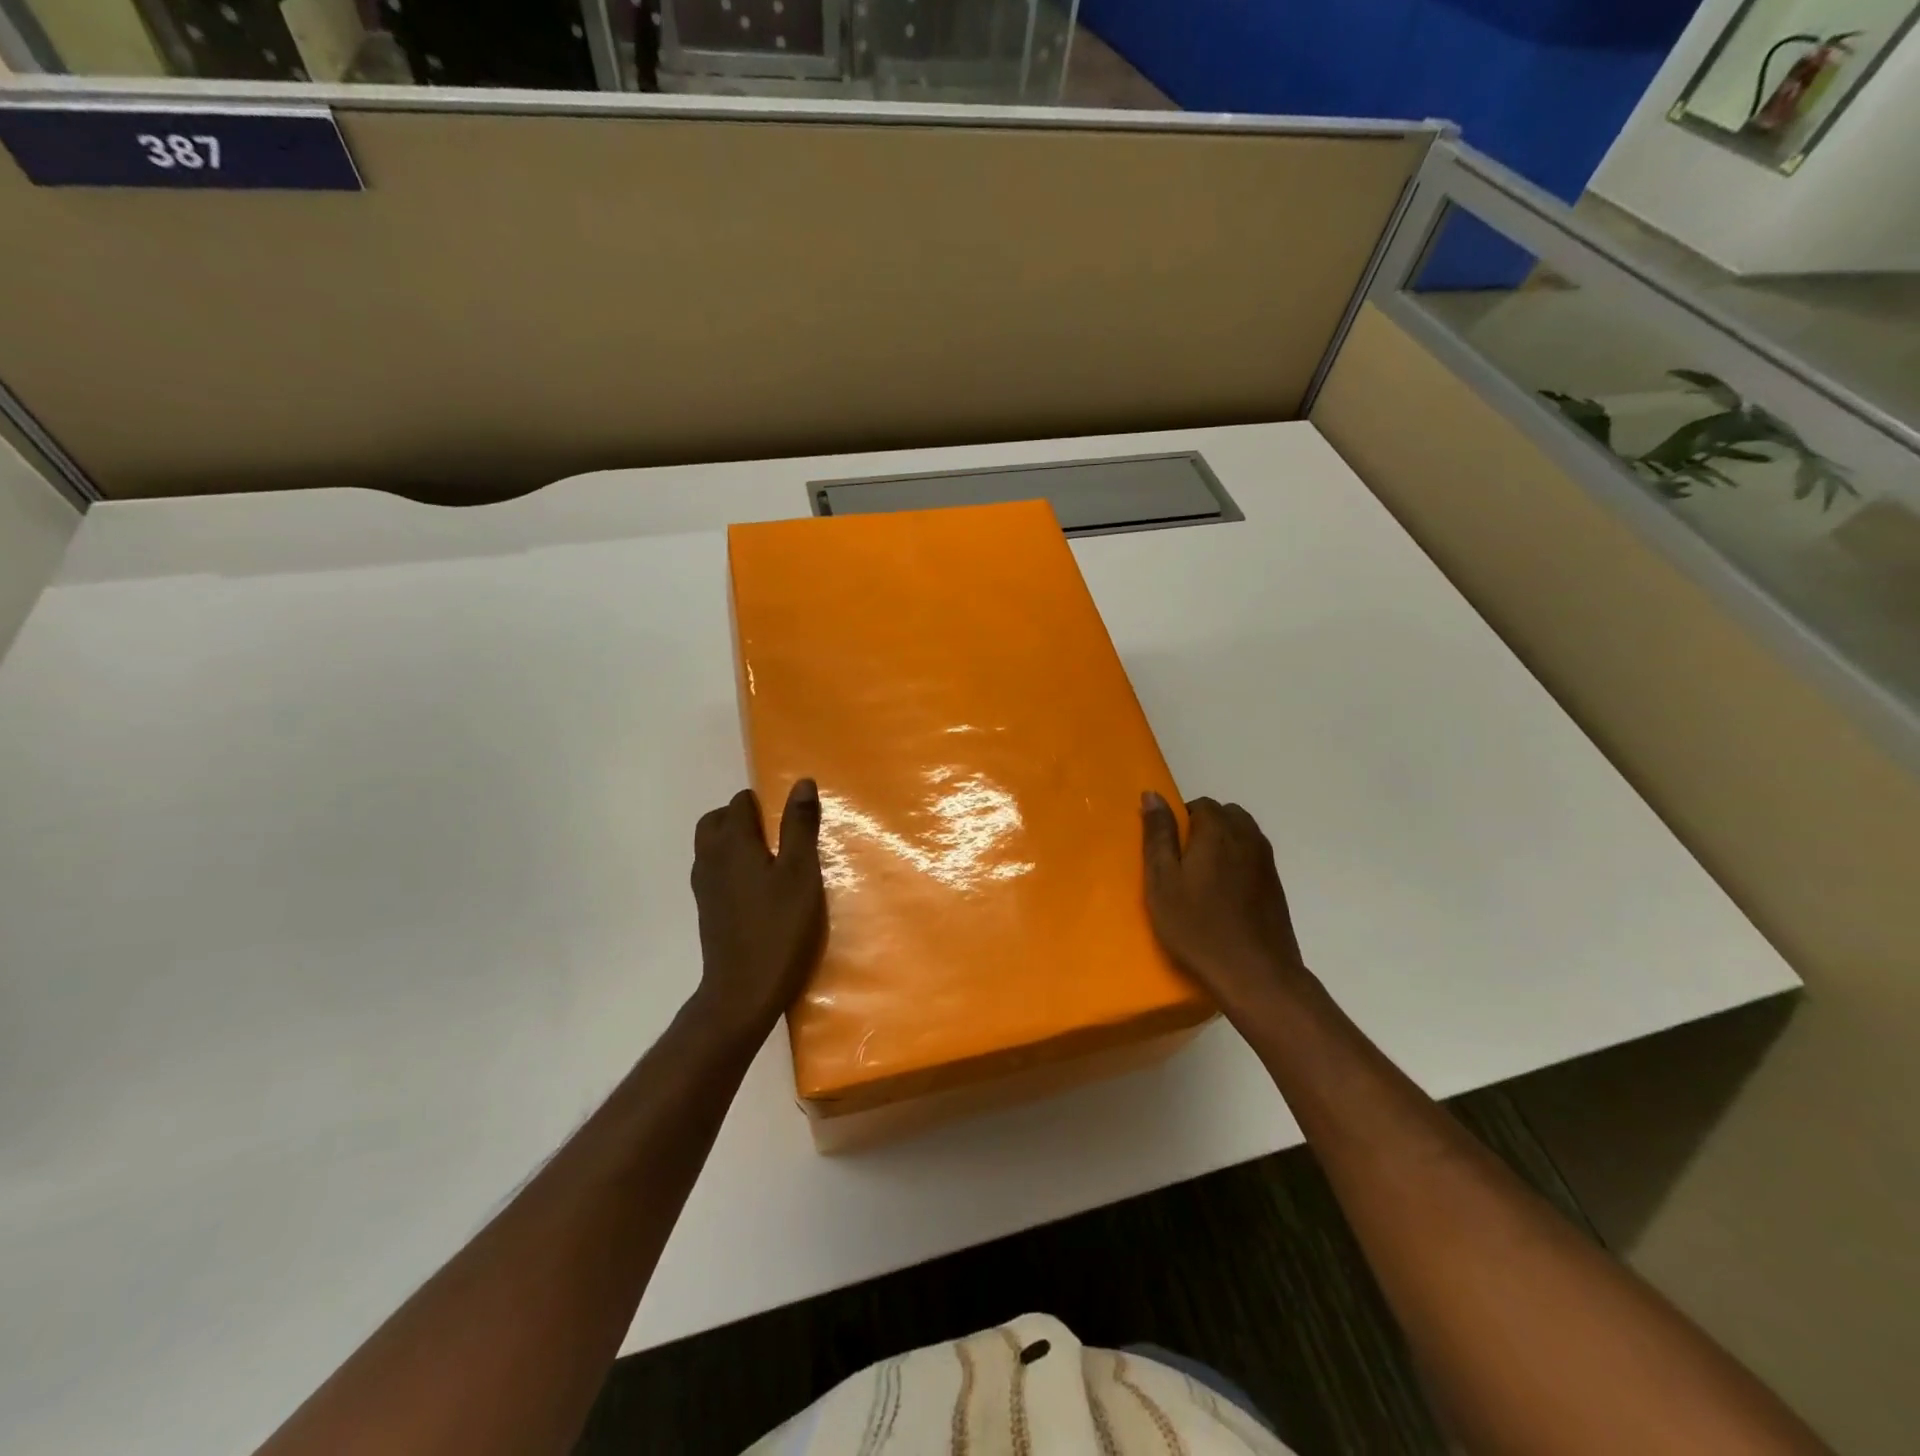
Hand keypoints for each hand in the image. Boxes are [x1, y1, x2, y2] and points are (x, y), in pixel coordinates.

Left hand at [687, 780, 826, 1042]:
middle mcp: (710, 858)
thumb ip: (800, 826)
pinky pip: (715, 872)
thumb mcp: (801, 873)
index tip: (791, 818)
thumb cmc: (778, 928)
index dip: (765, 802)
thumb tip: (801, 782)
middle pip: (716, 821)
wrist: (743, 993)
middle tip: (778, 834)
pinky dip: (732, 867)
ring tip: (771, 859)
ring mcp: (704, 887)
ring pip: (712, 847)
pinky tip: (760, 889)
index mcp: (732, 843)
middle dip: (742, 818)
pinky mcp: (707, 911)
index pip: (740, 802)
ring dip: (735, 842)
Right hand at [1141, 791, 1311, 1022]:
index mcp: (1218, 831)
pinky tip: (1224, 896)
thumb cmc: (1198, 927)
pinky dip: (1237, 863)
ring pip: (1242, 835)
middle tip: (1183, 862)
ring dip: (1223, 844)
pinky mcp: (1276, 886)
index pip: (1201, 804)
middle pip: (1225, 815)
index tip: (1167, 850)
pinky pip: (1253, 857)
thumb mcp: (1163, 881)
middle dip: (1204, 827)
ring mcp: (1266, 862)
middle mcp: (1248, 837)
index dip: (1181, 820)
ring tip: (1203, 878)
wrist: (1255, 974)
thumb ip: (1158, 835)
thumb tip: (1153, 795)